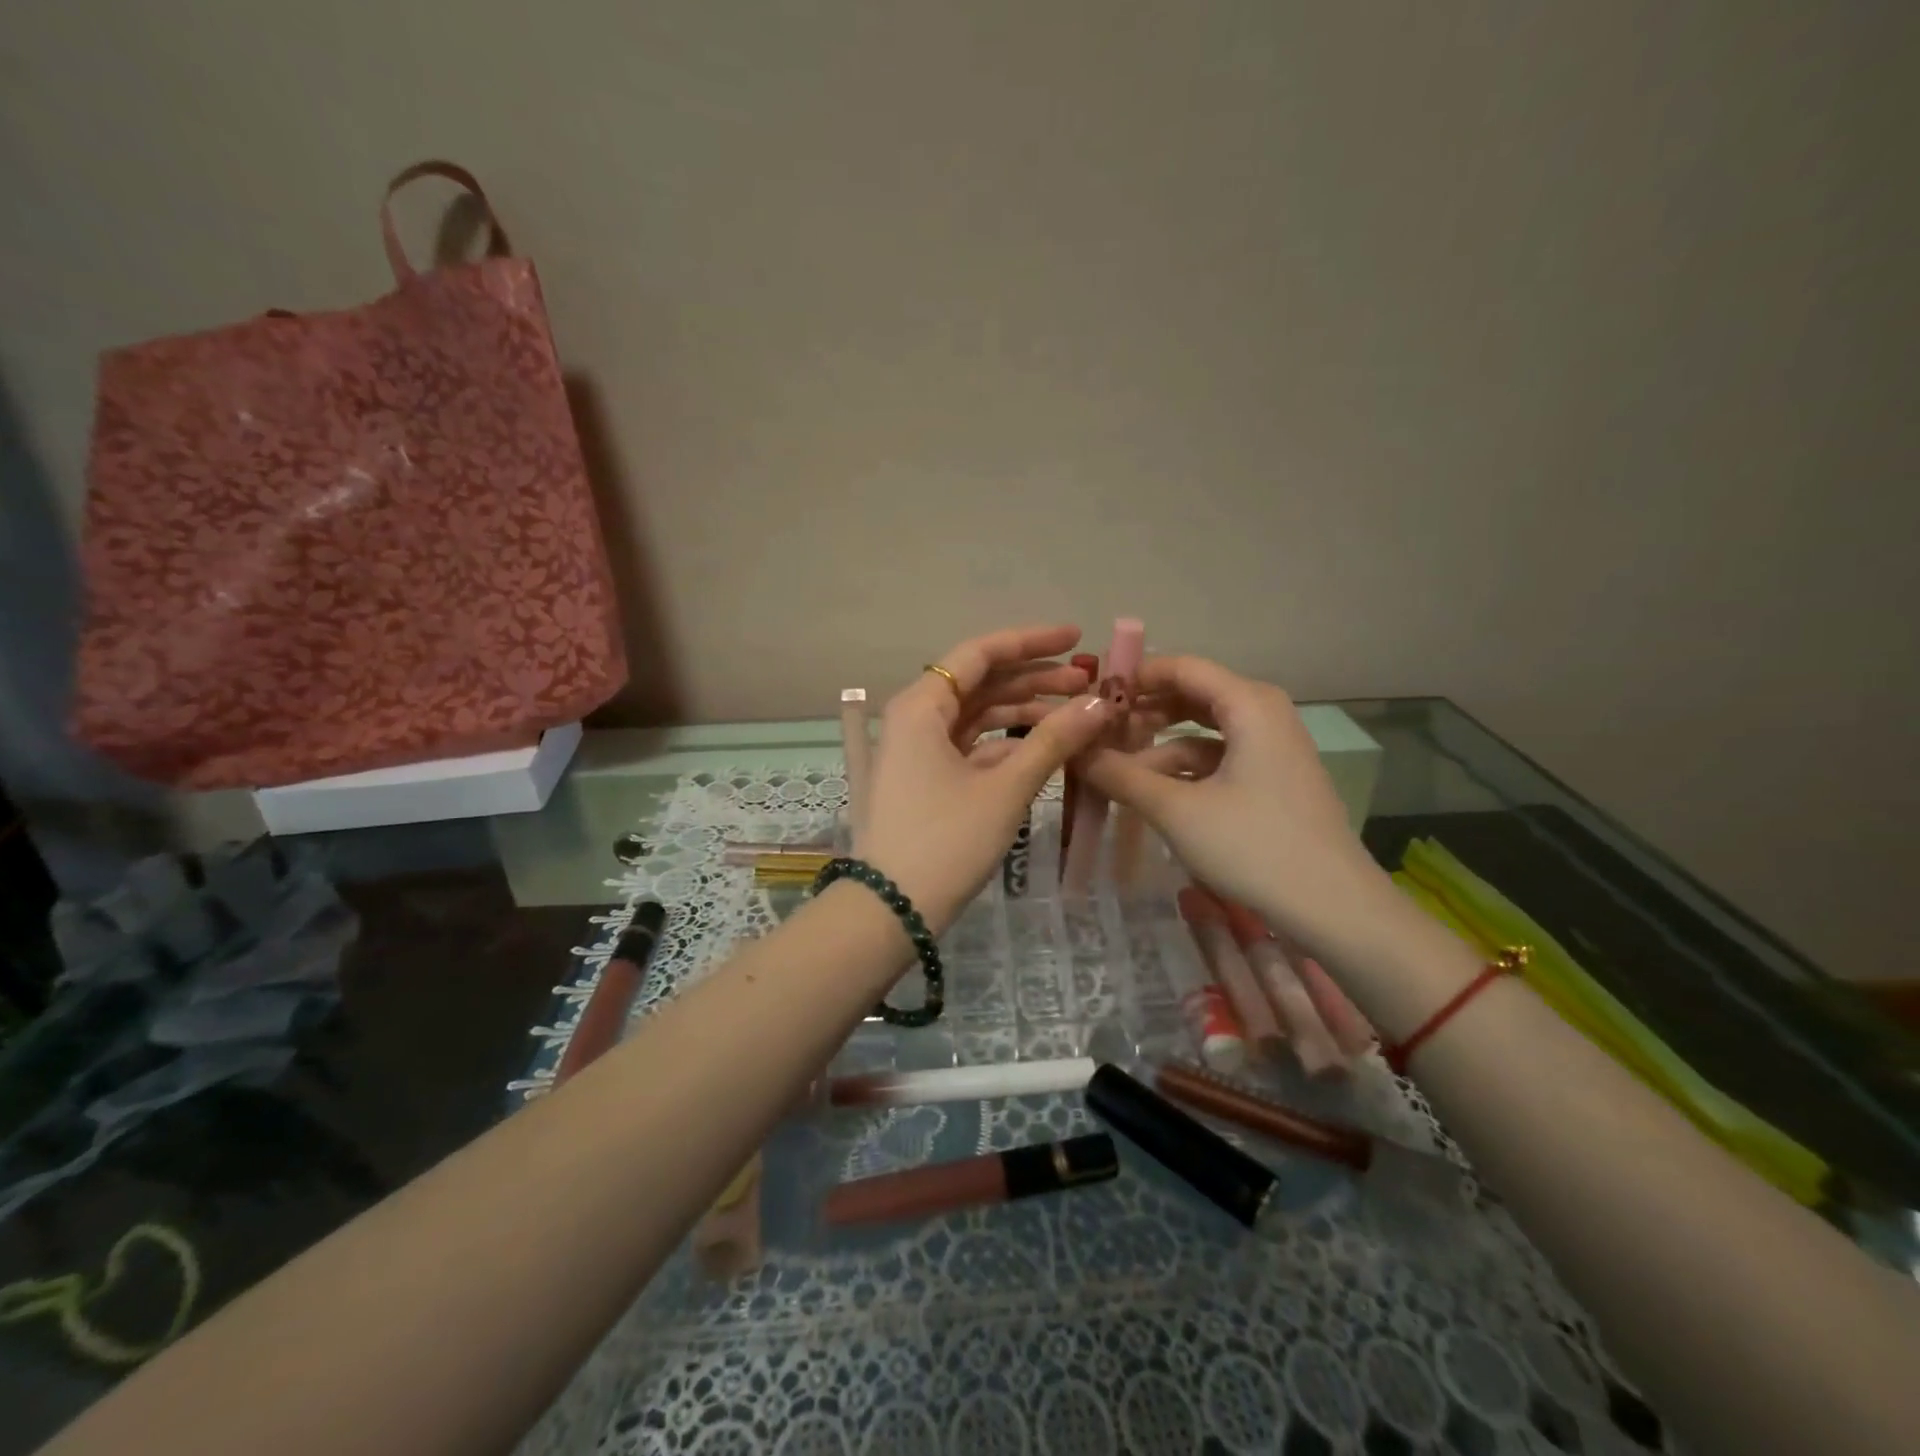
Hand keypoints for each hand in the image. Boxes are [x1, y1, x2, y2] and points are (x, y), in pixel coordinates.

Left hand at [857, 625, 1117, 932]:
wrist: (891, 910)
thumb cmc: (946, 841)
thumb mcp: (1005, 788)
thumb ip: (1054, 740)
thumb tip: (1102, 702)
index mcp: (922, 705)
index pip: (981, 654)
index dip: (1032, 642)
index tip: (1078, 640)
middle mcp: (915, 717)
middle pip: (981, 682)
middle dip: (1035, 680)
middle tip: (1090, 684)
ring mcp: (917, 749)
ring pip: (977, 715)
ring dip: (1025, 712)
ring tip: (1078, 714)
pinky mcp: (926, 778)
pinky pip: (971, 746)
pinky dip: (1007, 743)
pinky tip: (1046, 747)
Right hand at [1082, 655, 1386, 951]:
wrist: (1334, 909)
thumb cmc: (1253, 846)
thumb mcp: (1176, 810)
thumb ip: (1121, 775)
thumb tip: (1073, 751)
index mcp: (1248, 703)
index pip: (1180, 667)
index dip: (1133, 678)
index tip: (1089, 699)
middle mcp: (1263, 713)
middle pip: (1191, 696)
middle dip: (1142, 714)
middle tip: (1095, 734)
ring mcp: (1271, 748)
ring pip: (1202, 732)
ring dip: (1158, 746)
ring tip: (1114, 769)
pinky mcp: (1272, 779)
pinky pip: (1218, 759)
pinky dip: (1183, 770)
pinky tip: (1151, 793)